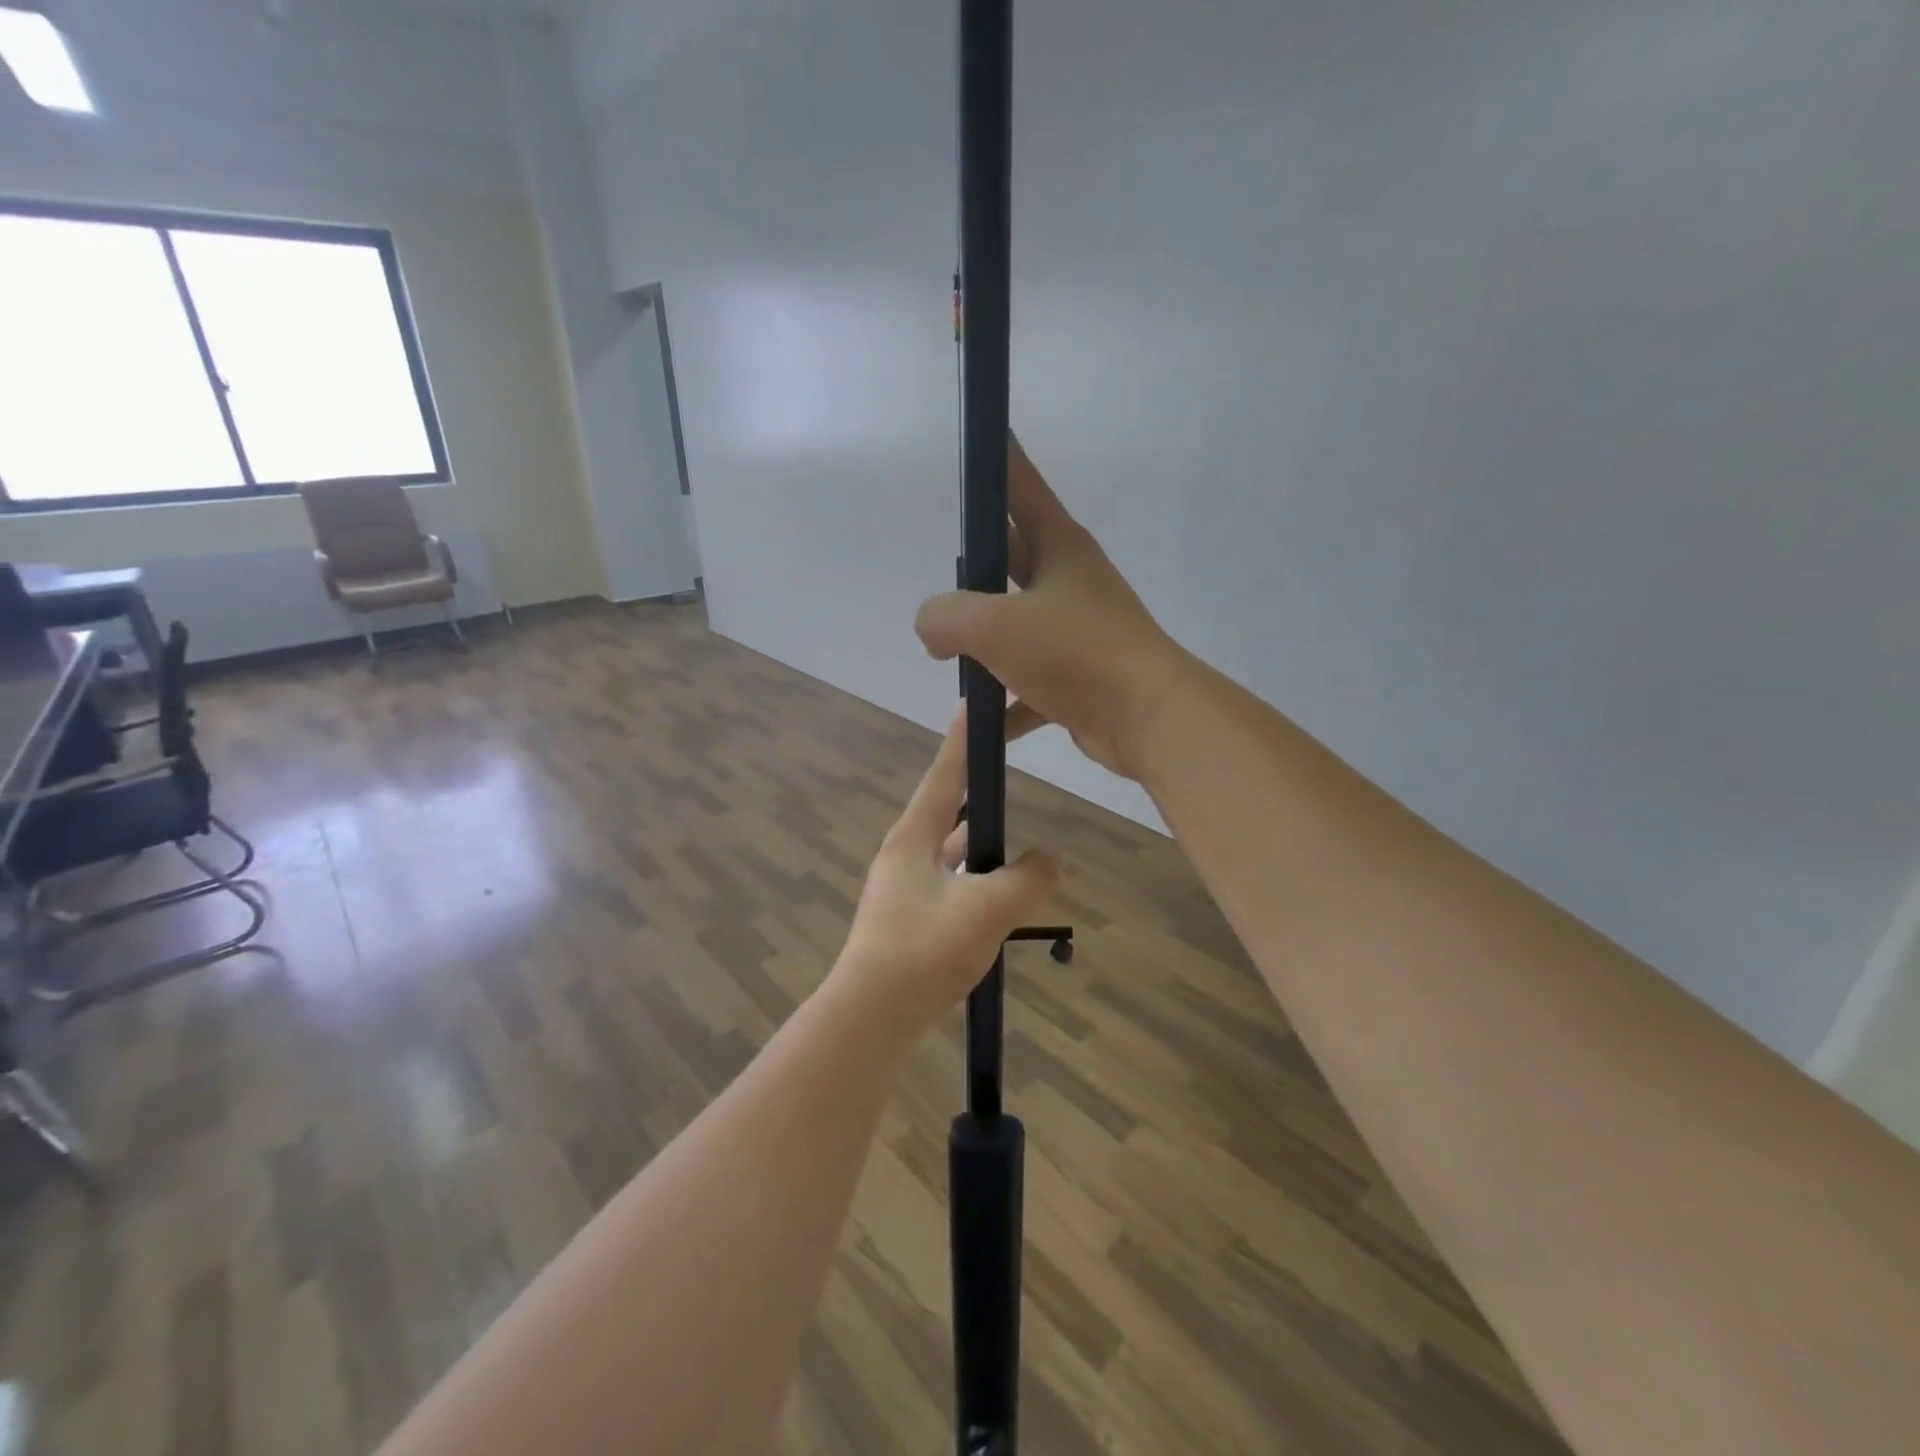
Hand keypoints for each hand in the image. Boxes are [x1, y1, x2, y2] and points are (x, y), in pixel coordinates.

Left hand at [825, 710, 1058, 1044]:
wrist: (870, 1016)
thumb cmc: (924, 949)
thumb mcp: (988, 908)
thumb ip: (1028, 879)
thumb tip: (1051, 861)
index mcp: (914, 837)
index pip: (944, 775)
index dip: (961, 741)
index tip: (973, 706)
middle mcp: (905, 855)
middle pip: (949, 813)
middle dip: (980, 797)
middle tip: (1011, 779)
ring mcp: (903, 890)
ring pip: (952, 855)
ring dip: (982, 849)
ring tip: (1018, 847)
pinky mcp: (908, 921)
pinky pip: (951, 886)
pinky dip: (977, 884)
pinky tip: (1000, 900)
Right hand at [914, 433, 1189, 781]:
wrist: (1148, 720)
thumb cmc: (1074, 654)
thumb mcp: (994, 626)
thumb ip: (945, 617)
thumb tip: (932, 629)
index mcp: (1059, 547)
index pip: (1019, 485)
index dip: (996, 458)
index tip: (978, 436)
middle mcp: (1071, 582)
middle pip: (1011, 559)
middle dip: (973, 574)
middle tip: (940, 589)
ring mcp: (1078, 632)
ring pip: (1018, 626)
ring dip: (985, 644)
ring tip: (948, 658)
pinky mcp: (1081, 679)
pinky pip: (1031, 684)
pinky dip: (1008, 702)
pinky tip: (983, 723)